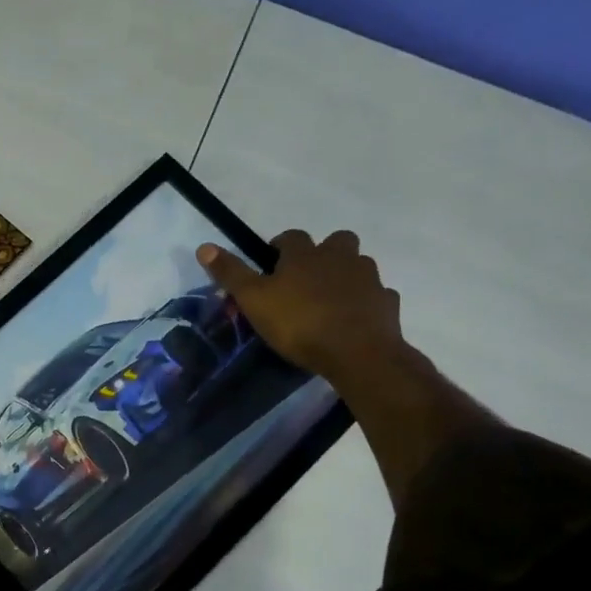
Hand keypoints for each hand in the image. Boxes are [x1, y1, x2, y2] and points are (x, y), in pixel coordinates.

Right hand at [197, 231, 404, 381]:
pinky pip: (376, 294)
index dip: (280, 247)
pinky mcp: (387, 303)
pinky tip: (353, 318)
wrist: (358, 353)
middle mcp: (340, 258)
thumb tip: (204, 246)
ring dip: (345, 275)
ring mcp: (369, 279)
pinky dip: (365, 301)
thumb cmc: (298, 323)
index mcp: (305, 254)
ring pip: (358, 265)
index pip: (291, 236)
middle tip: (306, 278)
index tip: (270, 264)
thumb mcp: (253, 300)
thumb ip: (230, 273)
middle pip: (336, 241)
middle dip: (323, 253)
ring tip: (329, 300)